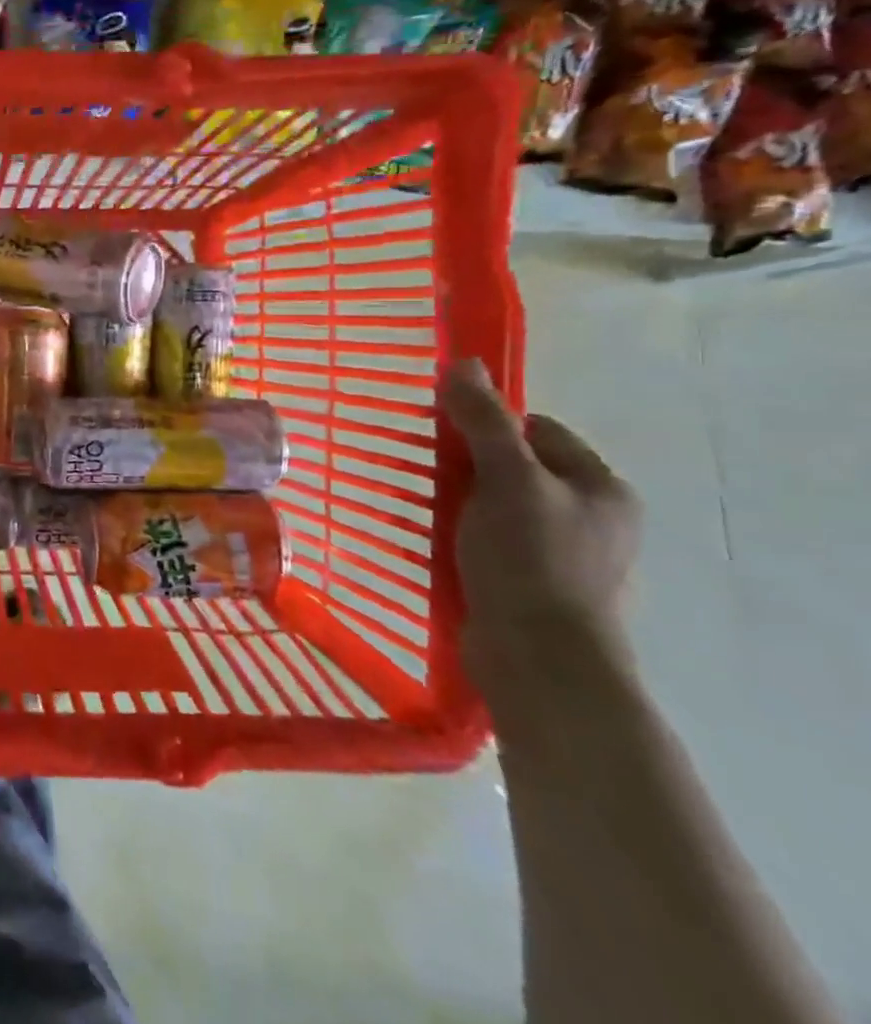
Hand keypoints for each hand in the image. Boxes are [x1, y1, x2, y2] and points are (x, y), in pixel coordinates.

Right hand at [440, 360, 640, 691]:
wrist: (539, 660)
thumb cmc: (532, 560)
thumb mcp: (507, 480)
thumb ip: (485, 422)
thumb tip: (464, 364)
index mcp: (601, 488)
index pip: (538, 430)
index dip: (489, 425)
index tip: (444, 435)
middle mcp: (592, 519)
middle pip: (517, 468)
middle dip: (469, 465)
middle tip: (427, 470)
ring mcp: (564, 557)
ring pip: (499, 507)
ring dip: (460, 502)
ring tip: (422, 506)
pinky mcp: (533, 586)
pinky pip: (491, 542)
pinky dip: (461, 536)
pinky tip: (433, 542)